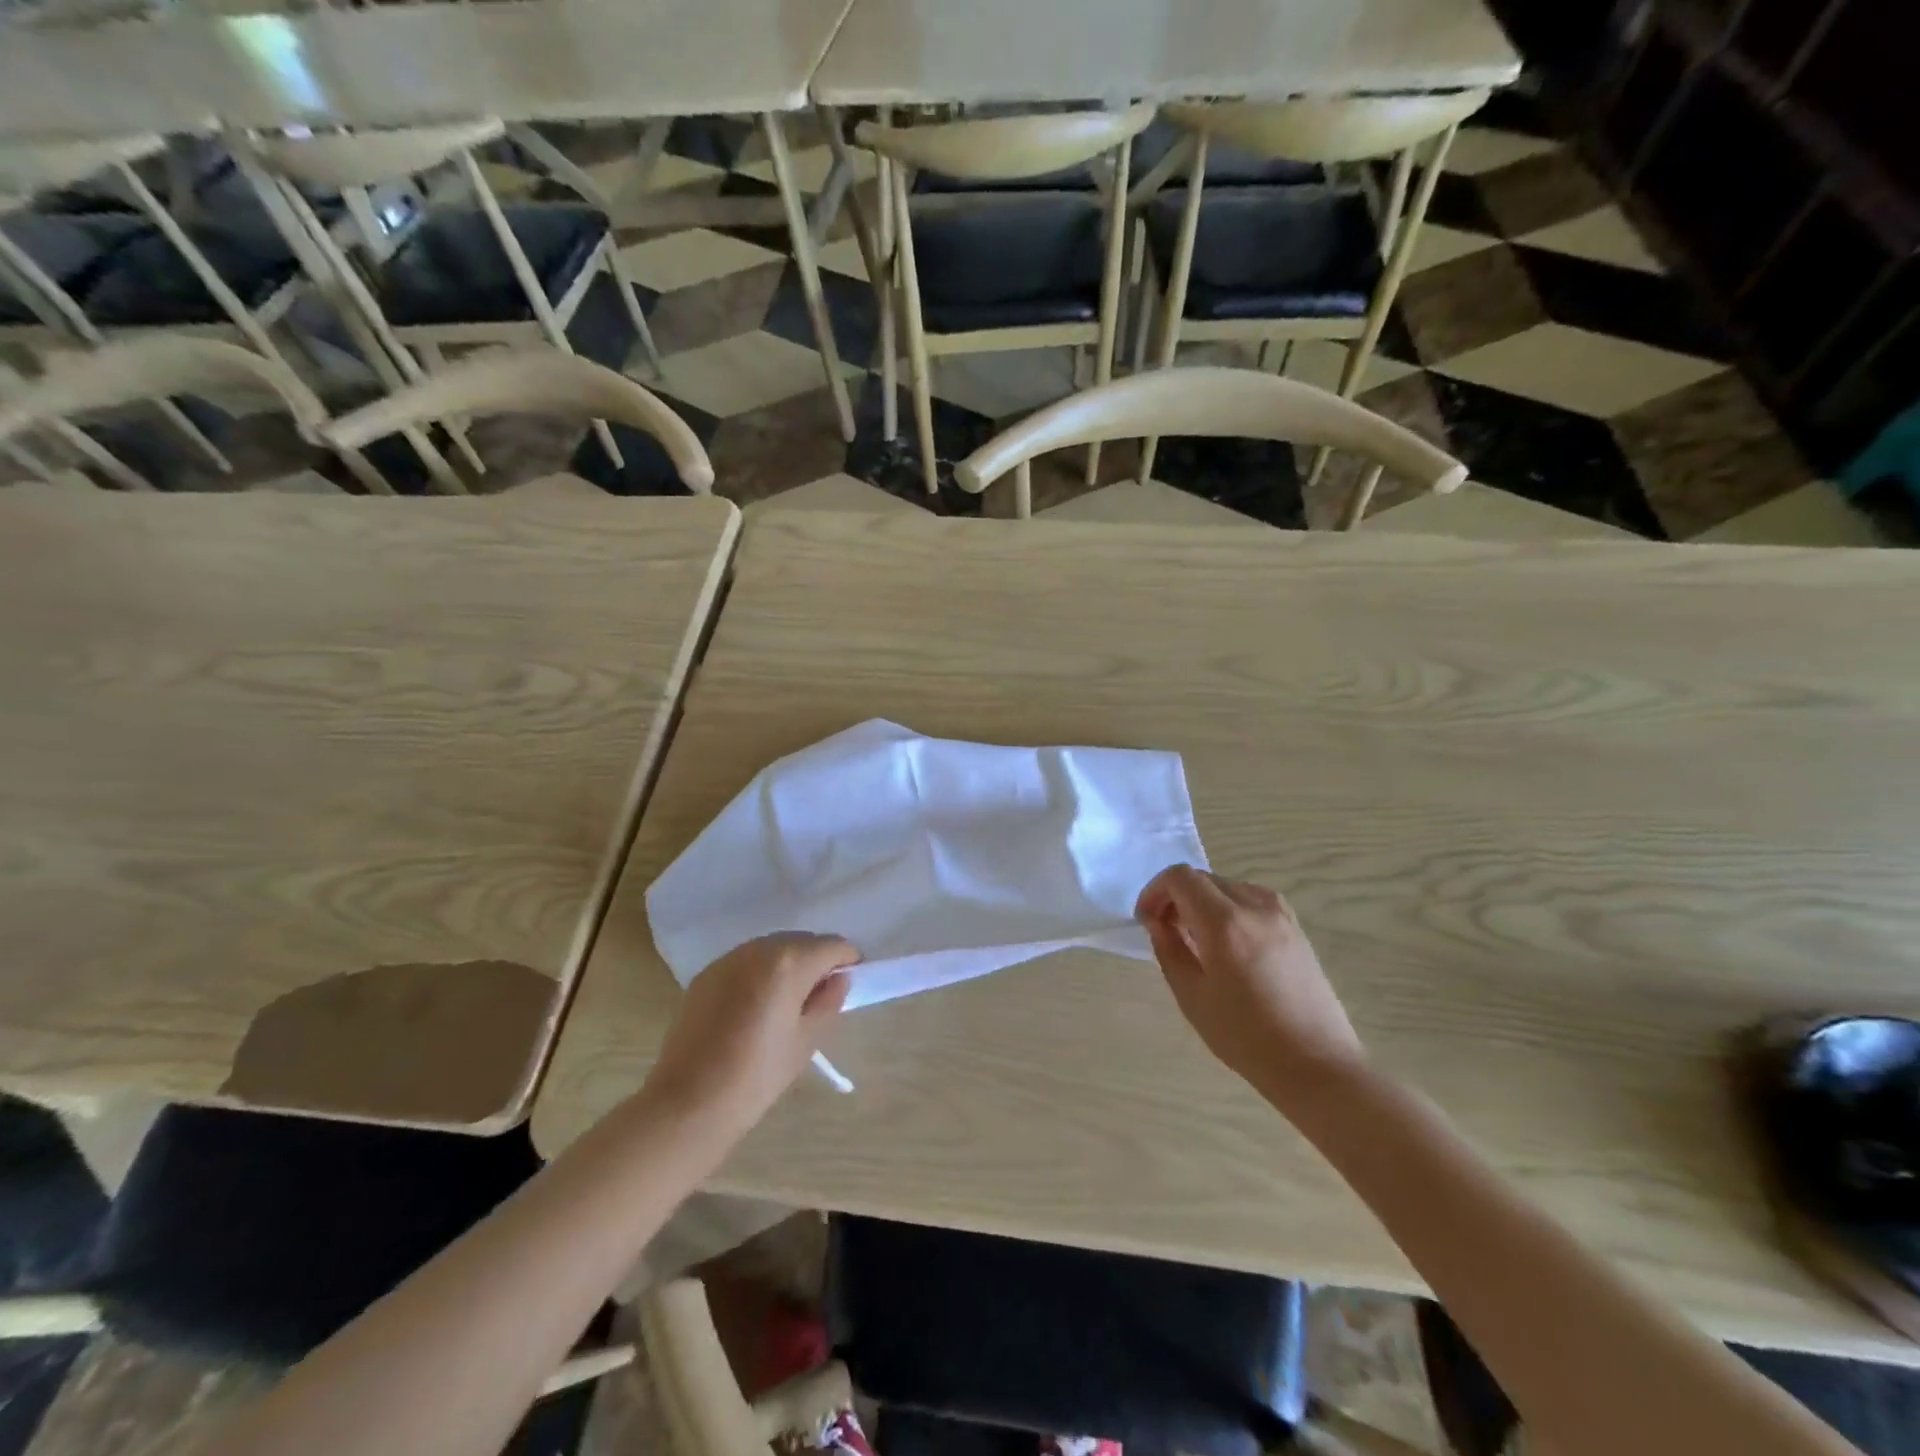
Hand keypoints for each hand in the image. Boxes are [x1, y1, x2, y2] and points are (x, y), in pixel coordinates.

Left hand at [645, 932, 859, 1132]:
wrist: (689, 1102)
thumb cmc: (758, 1075)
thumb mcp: (806, 1041)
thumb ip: (829, 1002)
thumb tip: (838, 979)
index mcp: (789, 962)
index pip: (832, 946)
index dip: (848, 960)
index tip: (851, 981)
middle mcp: (758, 949)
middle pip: (801, 941)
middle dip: (817, 959)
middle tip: (820, 994)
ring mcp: (728, 959)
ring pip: (771, 948)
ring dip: (787, 963)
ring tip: (787, 1000)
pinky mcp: (706, 974)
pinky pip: (745, 961)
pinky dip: (760, 972)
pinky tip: (756, 1005)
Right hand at [1135, 865, 1363, 1100]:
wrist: (1316, 1065)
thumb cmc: (1245, 1037)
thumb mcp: (1192, 996)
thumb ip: (1169, 949)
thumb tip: (1157, 922)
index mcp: (1225, 921)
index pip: (1180, 877)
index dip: (1155, 891)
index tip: (1147, 920)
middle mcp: (1255, 905)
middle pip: (1203, 878)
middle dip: (1176, 897)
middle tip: (1165, 931)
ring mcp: (1281, 914)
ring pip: (1227, 887)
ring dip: (1202, 902)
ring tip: (1195, 940)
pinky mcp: (1296, 927)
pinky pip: (1250, 900)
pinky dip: (1228, 909)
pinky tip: (1227, 945)